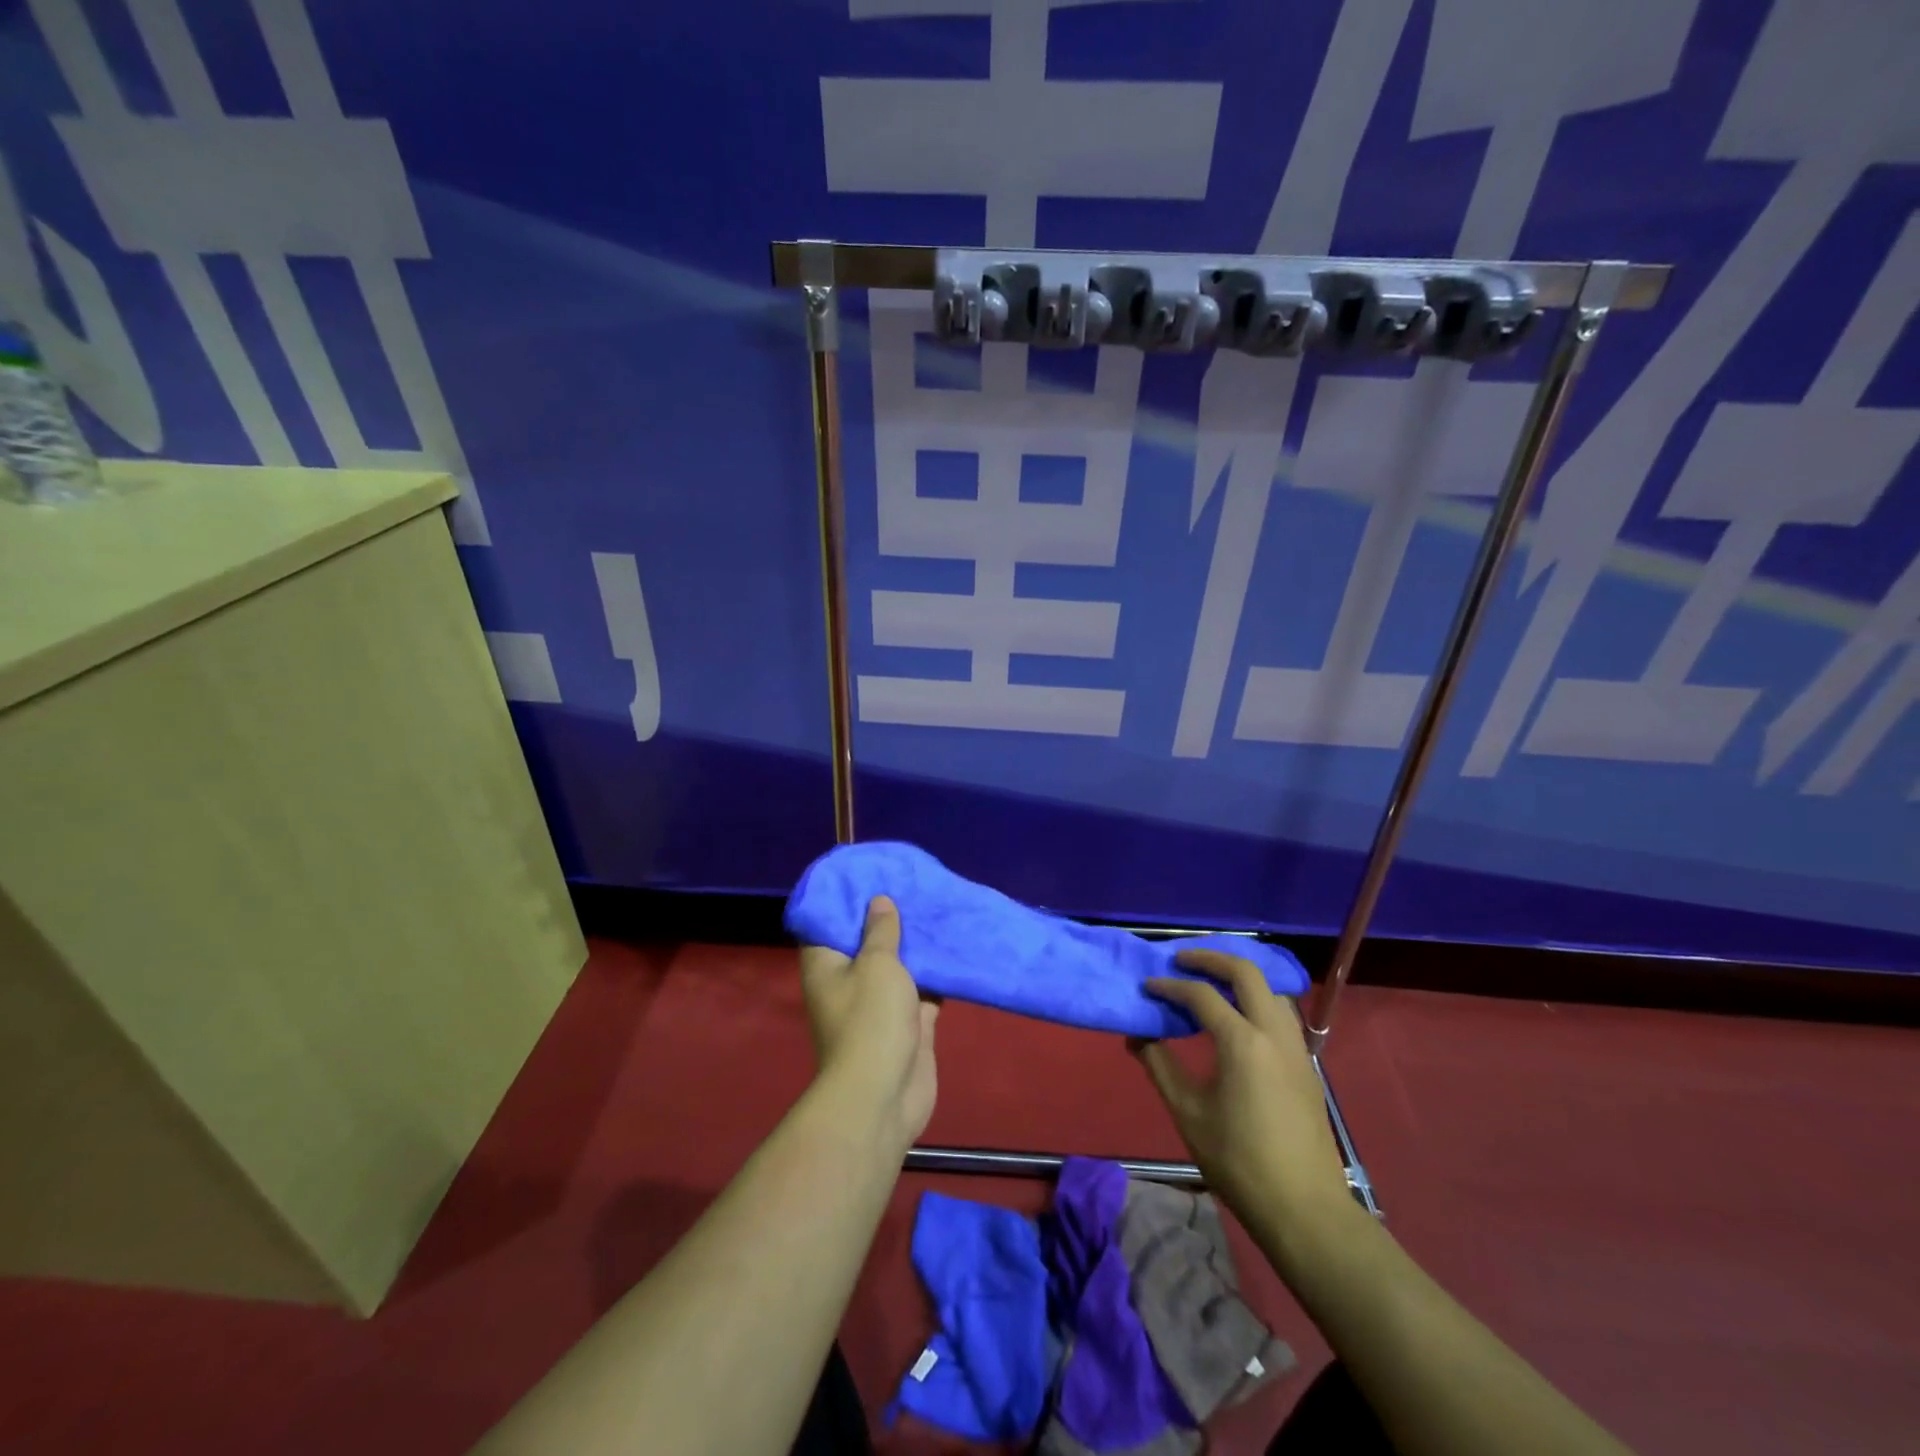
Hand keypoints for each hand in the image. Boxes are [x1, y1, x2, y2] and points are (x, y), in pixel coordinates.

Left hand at [798, 896, 938, 1152]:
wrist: (886, 1095)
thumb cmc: (871, 1020)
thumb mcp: (877, 964)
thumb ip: (881, 931)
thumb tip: (878, 902)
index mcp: (827, 965)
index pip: (828, 923)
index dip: (844, 899)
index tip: (867, 874)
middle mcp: (848, 981)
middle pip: (866, 942)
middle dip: (888, 917)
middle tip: (912, 885)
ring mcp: (879, 1004)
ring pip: (899, 965)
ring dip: (916, 944)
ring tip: (937, 907)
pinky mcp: (908, 1023)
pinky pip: (924, 989)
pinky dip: (937, 972)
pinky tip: (956, 946)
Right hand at [1134, 950, 1353, 1249]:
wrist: (1305, 1209)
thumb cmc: (1239, 1161)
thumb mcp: (1188, 1113)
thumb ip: (1160, 1065)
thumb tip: (1138, 1034)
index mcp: (1243, 1041)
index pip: (1201, 995)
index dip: (1170, 986)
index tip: (1147, 986)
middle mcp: (1274, 1032)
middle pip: (1245, 973)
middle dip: (1211, 959)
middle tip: (1181, 960)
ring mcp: (1296, 1047)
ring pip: (1270, 989)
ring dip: (1239, 976)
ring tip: (1210, 981)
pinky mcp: (1306, 1064)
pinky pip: (1281, 1012)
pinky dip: (1256, 998)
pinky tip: (1239, 1016)